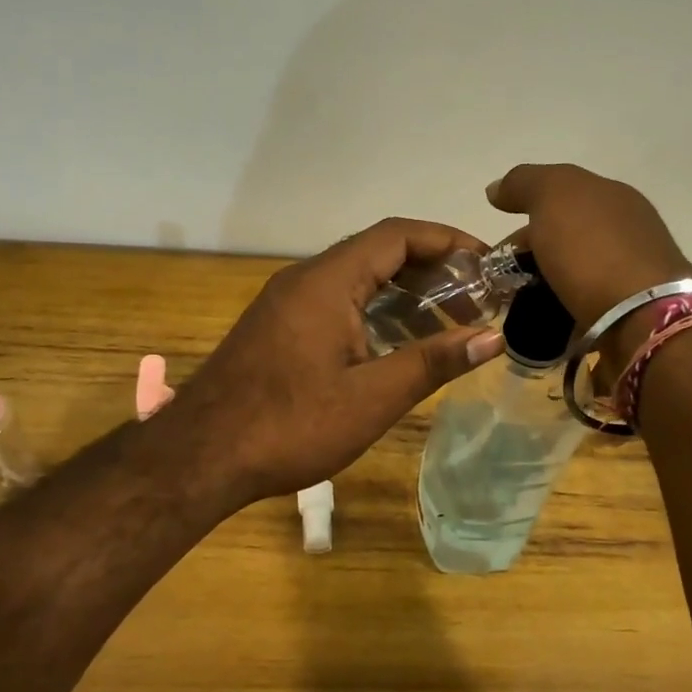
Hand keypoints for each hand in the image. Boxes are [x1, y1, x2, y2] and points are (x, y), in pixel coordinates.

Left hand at [163, 218, 505, 512]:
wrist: (199, 456)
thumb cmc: (290, 425)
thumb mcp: (371, 398)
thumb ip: (433, 362)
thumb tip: (492, 337)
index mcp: (328, 281)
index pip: (398, 235)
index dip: (447, 240)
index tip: (488, 262)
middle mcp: (304, 278)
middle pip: (377, 251)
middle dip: (430, 268)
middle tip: (475, 297)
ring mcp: (285, 301)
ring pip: (355, 278)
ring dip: (401, 291)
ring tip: (445, 320)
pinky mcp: (276, 326)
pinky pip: (334, 300)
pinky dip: (373, 309)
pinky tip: (394, 344)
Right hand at [487, 164, 691, 329]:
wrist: (642, 318)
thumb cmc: (593, 250)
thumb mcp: (553, 197)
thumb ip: (524, 183)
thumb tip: (496, 188)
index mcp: (612, 196)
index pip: (559, 195)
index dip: (524, 213)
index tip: (499, 245)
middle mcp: (627, 228)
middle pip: (566, 235)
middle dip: (533, 252)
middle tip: (502, 278)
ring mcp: (632, 271)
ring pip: (575, 271)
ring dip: (547, 283)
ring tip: (520, 304)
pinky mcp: (632, 310)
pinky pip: (586, 303)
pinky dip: (564, 308)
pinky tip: (549, 319)